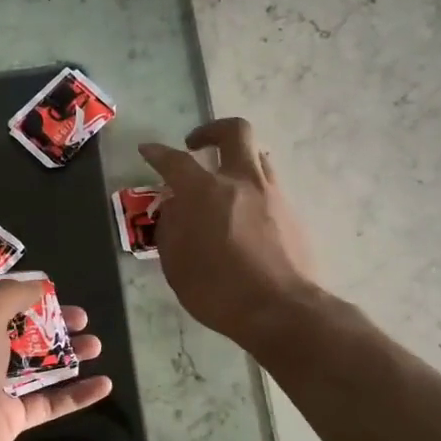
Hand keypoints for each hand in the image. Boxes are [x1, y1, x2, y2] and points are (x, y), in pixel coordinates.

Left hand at [0, 279, 111, 440]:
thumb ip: (10, 296)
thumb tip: (37, 284)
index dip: (14, 287)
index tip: (48, 285)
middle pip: (16, 328)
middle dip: (50, 321)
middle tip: (82, 318)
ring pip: (35, 364)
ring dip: (66, 353)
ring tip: (96, 345)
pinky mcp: (9, 417)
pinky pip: (47, 401)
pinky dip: (74, 394)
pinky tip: (104, 384)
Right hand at [138, 117, 319, 348]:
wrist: (280, 309)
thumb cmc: (218, 290)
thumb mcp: (176, 264)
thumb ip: (171, 227)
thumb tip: (175, 207)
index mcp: (206, 192)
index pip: (175, 161)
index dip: (158, 153)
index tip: (148, 150)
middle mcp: (241, 181)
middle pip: (234, 131)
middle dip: (212, 131)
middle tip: (197, 146)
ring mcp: (272, 194)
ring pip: (257, 156)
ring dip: (236, 160)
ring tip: (222, 183)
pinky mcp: (292, 213)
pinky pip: (269, 186)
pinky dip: (251, 190)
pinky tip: (242, 216)